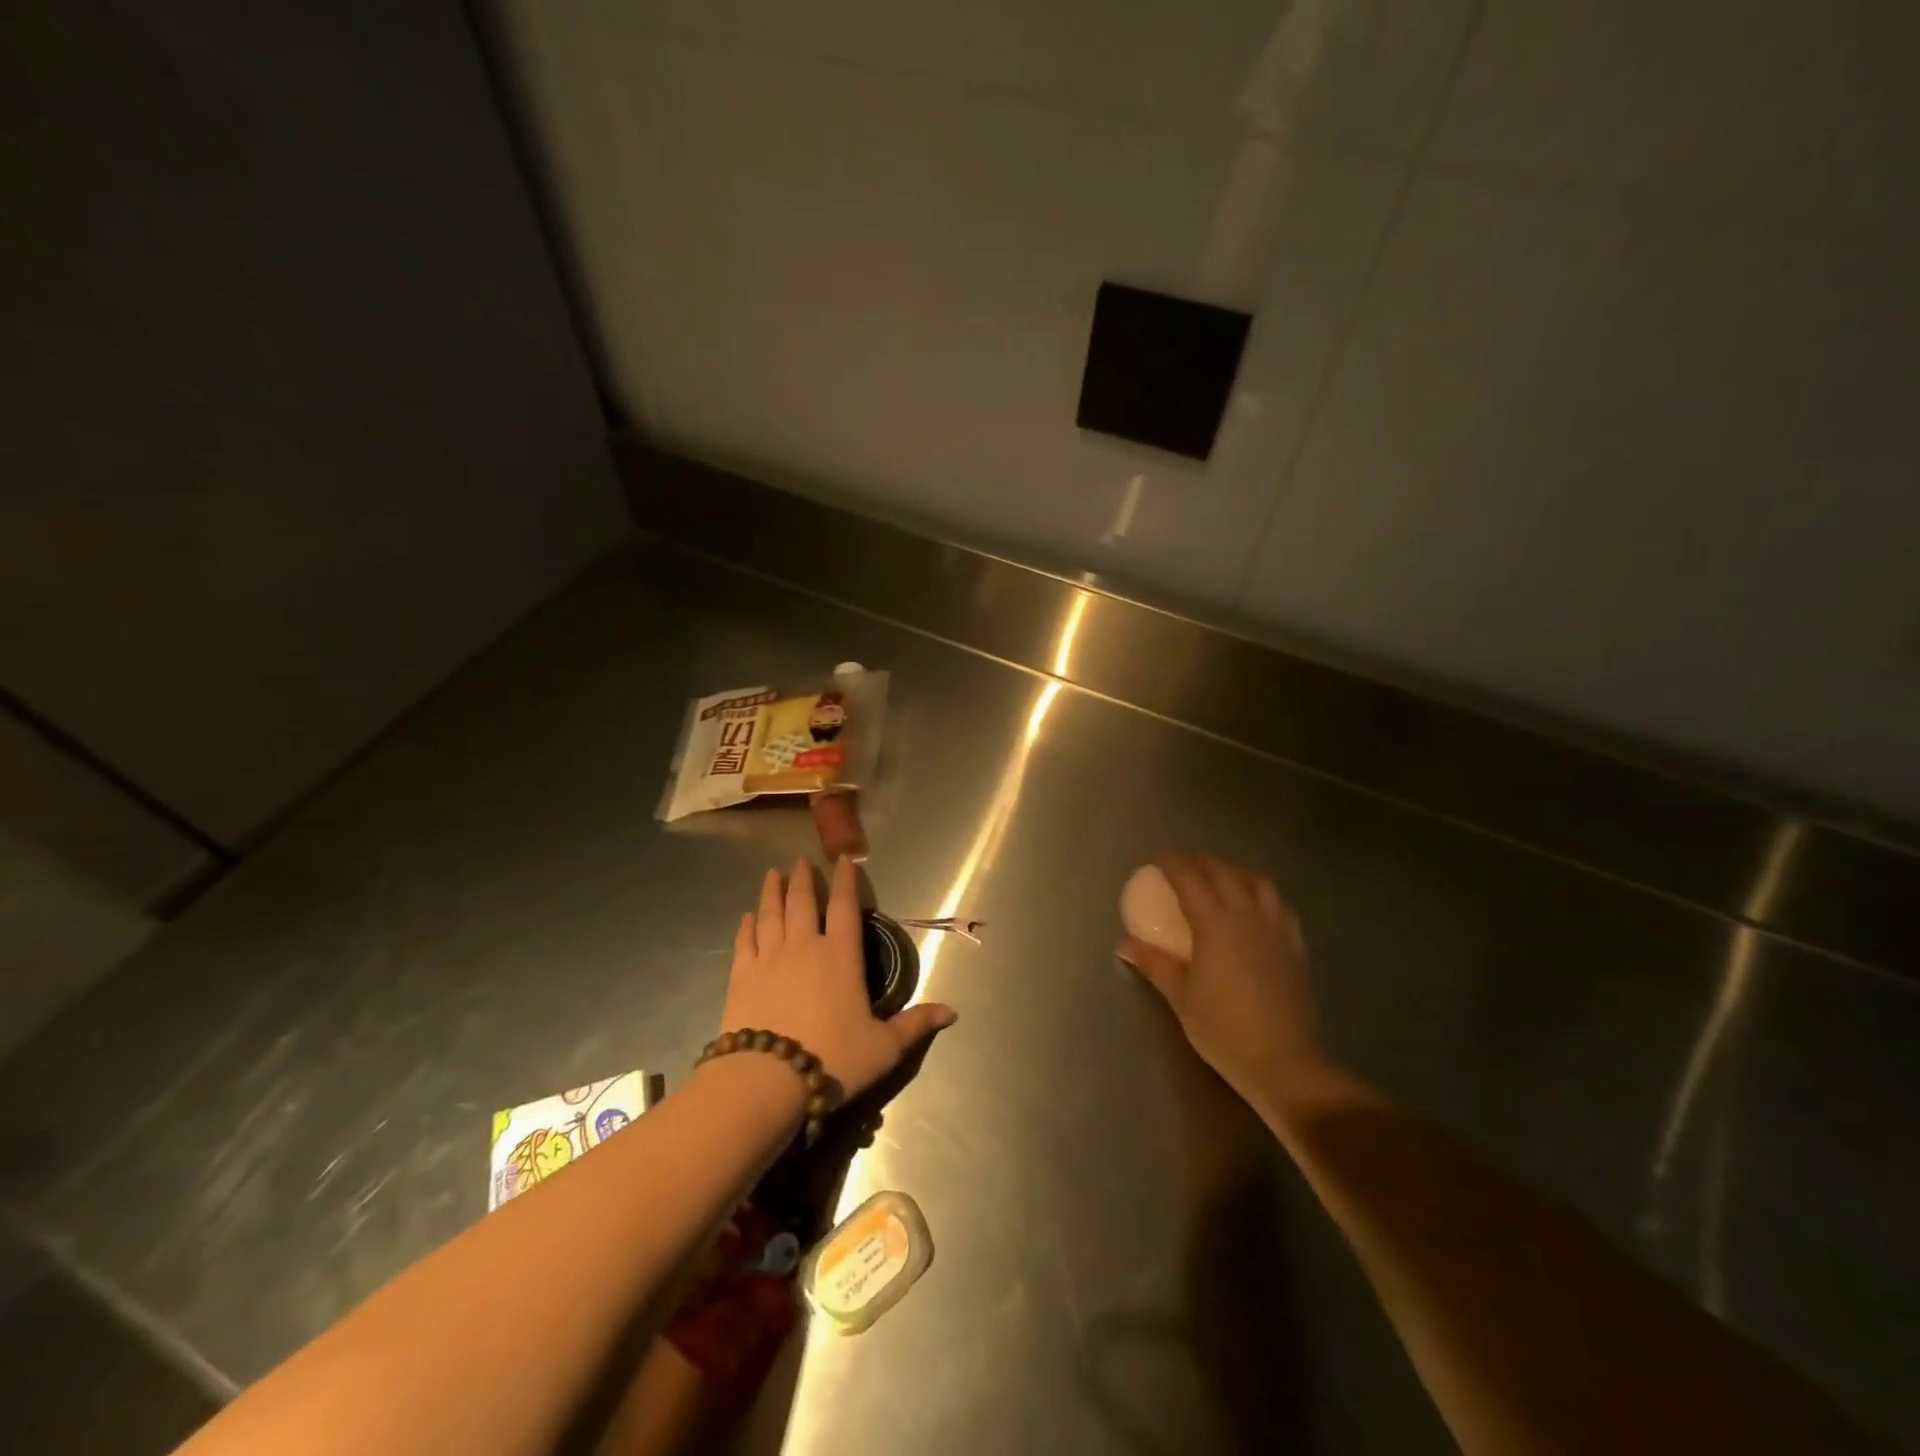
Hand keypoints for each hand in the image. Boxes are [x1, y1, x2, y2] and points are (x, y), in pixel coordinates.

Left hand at [720, 856, 956, 1100]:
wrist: (767, 1079)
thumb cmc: (833, 1057)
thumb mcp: (884, 1047)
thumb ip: (915, 1024)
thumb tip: (952, 1012)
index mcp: (841, 955)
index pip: (845, 906)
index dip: (845, 880)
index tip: (843, 859)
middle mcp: (805, 946)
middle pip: (802, 902)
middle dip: (803, 879)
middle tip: (801, 861)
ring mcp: (769, 958)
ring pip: (770, 914)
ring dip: (772, 892)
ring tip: (772, 873)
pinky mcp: (742, 977)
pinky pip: (744, 942)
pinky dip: (746, 926)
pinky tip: (746, 917)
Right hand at [1119, 852, 1325, 1110]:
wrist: (1284, 1062)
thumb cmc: (1223, 1029)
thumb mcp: (1180, 996)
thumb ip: (1154, 963)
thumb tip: (1124, 943)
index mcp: (1215, 923)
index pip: (1190, 879)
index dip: (1172, 863)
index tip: (1158, 857)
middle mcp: (1247, 916)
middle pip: (1224, 873)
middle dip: (1202, 862)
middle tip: (1184, 864)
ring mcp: (1275, 929)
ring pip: (1258, 883)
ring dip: (1236, 872)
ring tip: (1222, 878)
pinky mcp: (1295, 947)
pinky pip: (1280, 906)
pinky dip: (1263, 895)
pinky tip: (1257, 908)